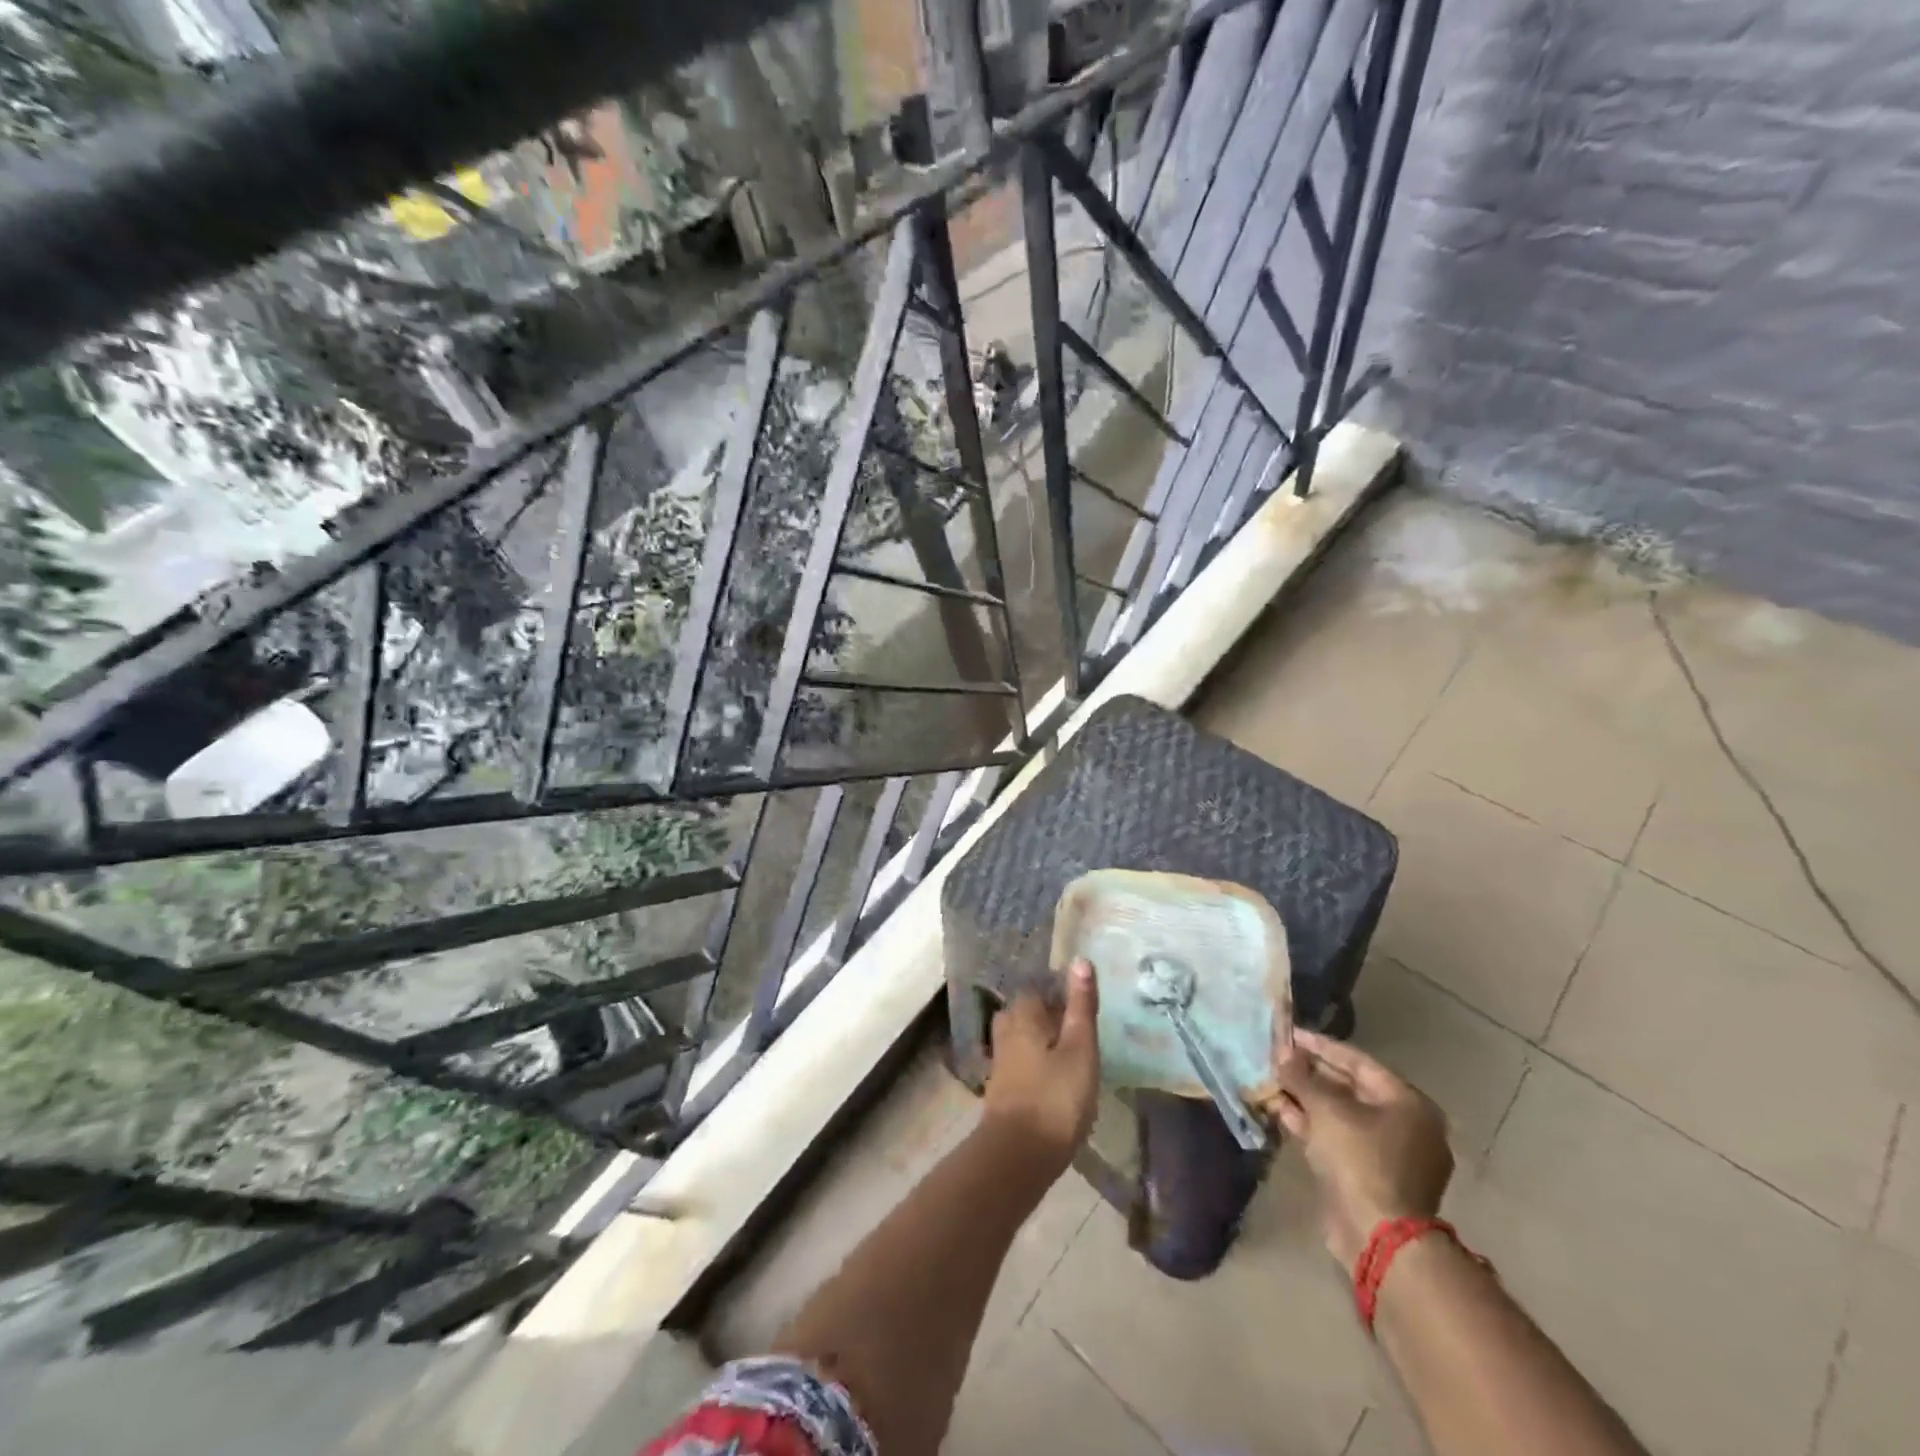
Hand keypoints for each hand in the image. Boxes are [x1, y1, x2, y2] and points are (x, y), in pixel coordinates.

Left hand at [981, 961, 1100, 1169]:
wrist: (1018, 1155)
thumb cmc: (1055, 1097)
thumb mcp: (1079, 1048)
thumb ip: (1080, 1006)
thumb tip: (1080, 960)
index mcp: (1023, 1013)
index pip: (1040, 987)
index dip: (1062, 993)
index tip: (1085, 1004)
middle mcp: (1006, 1028)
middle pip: (1030, 1011)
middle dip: (1052, 1016)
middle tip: (1083, 1029)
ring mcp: (1001, 1058)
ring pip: (1025, 1036)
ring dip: (1046, 1041)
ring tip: (1073, 1053)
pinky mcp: (1002, 1086)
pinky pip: (1022, 1060)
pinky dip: (1038, 1062)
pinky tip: (1056, 1078)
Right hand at [1266, 1030, 1452, 1269]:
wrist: (1377, 1237)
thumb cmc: (1360, 1159)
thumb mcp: (1326, 1109)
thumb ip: (1302, 1076)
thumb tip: (1281, 1051)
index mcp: (1408, 1103)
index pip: (1358, 1061)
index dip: (1320, 1046)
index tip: (1289, 1034)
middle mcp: (1406, 1125)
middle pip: (1351, 1088)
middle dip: (1311, 1073)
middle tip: (1277, 1058)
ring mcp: (1390, 1153)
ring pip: (1342, 1115)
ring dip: (1307, 1099)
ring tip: (1272, 1081)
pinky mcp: (1371, 1176)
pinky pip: (1340, 1138)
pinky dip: (1313, 1125)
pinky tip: (1281, 1111)